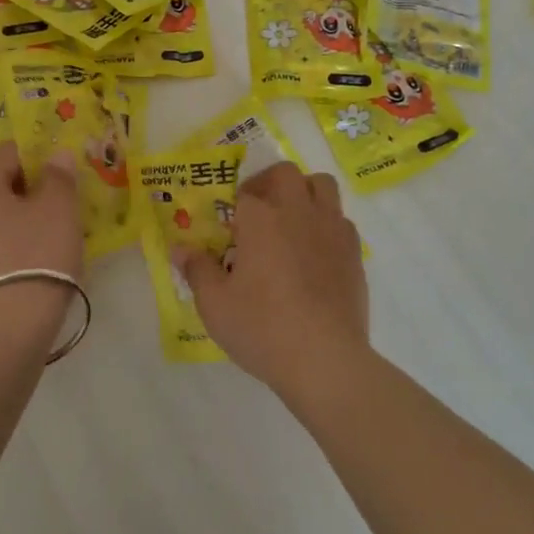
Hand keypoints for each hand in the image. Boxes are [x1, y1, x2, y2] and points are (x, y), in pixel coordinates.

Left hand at [0, 142, 83, 329]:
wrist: (2, 328)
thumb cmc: (34, 255)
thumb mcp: (59, 210)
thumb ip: (59, 177)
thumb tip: (57, 155)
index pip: (8, 154)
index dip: (36, 163)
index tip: (57, 184)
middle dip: (15, 193)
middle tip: (46, 212)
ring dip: (6, 224)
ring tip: (37, 244)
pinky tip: (20, 269)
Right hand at [177, 161, 368, 400]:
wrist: (325, 359)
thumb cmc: (262, 328)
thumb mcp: (215, 304)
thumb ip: (197, 270)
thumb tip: (180, 249)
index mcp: (261, 219)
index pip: (244, 195)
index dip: (232, 209)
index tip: (227, 231)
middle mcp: (298, 213)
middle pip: (285, 173)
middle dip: (268, 183)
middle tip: (256, 211)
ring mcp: (331, 230)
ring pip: (321, 185)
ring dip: (303, 192)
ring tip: (289, 221)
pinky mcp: (354, 252)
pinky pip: (341, 220)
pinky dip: (326, 224)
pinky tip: (314, 253)